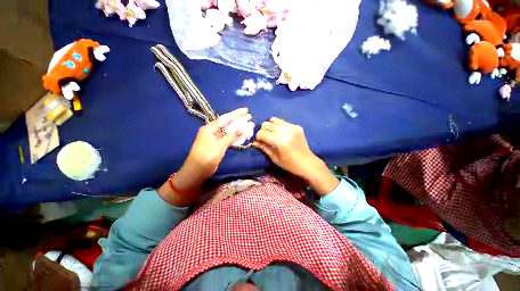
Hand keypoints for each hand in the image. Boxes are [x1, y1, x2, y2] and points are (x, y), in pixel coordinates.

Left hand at [183, 107, 250, 180]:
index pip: (225, 118)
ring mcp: (215, 138)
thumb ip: (231, 136)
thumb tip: (242, 130)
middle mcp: (212, 131)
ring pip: (229, 131)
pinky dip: (235, 136)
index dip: (236, 114)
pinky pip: (228, 138)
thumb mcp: (219, 146)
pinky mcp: (218, 145)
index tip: (246, 110)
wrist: (197, 171)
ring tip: (248, 124)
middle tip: (249, 116)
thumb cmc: (206, 156)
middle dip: (238, 120)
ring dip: (238, 128)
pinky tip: (241, 134)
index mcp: (210, 128)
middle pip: (228, 123)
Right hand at [253, 118, 338, 195]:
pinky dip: (279, 126)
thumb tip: (254, 142)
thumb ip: (263, 148)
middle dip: (263, 130)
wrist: (307, 162)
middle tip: (266, 138)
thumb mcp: (274, 158)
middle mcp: (284, 131)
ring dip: (271, 126)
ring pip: (274, 120)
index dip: (258, 137)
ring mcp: (291, 127)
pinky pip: (283, 122)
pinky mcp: (296, 126)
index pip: (261, 133)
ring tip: (273, 134)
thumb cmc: (289, 164)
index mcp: (278, 141)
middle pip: (266, 124)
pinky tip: (282, 134)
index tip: (259, 141)